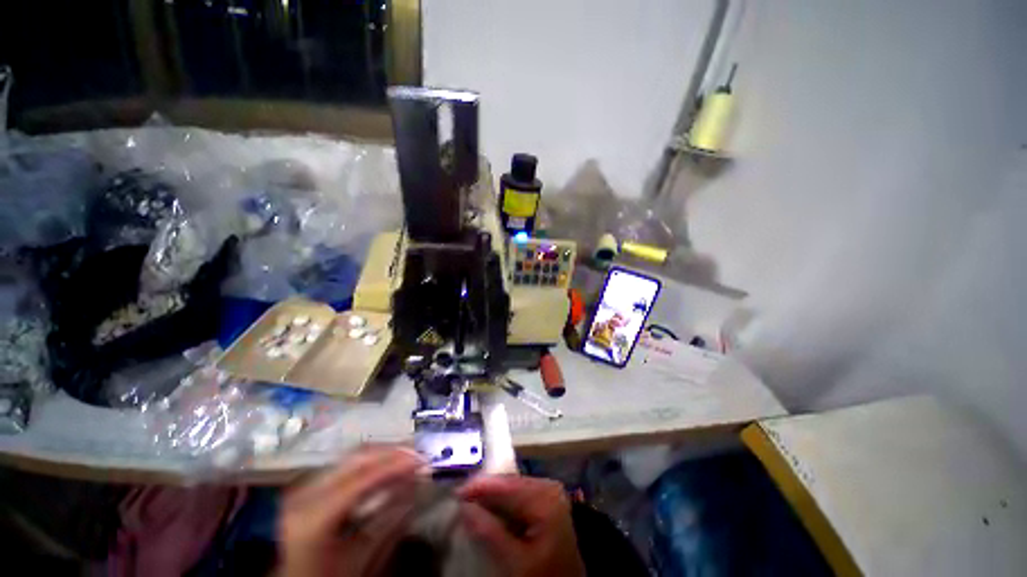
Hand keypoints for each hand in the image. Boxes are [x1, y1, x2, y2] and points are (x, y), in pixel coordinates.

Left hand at [278, 446, 424, 576]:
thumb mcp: (359, 558)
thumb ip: (389, 522)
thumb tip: (416, 486)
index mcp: (313, 517)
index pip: (361, 479)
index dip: (395, 465)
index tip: (423, 459)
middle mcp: (305, 493)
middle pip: (356, 458)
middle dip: (392, 452)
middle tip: (419, 453)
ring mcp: (305, 485)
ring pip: (352, 456)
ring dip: (384, 454)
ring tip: (409, 455)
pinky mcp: (310, 483)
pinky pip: (346, 463)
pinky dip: (371, 461)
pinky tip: (388, 465)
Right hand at [459, 475, 585, 576]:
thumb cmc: (544, 576)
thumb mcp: (515, 562)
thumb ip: (489, 533)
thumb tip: (464, 507)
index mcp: (545, 498)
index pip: (506, 484)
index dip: (480, 486)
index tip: (457, 492)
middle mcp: (549, 486)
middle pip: (510, 482)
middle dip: (485, 489)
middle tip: (461, 497)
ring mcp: (549, 492)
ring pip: (513, 486)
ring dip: (492, 494)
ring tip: (470, 501)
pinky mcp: (547, 500)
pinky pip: (519, 493)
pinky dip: (503, 500)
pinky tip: (489, 508)